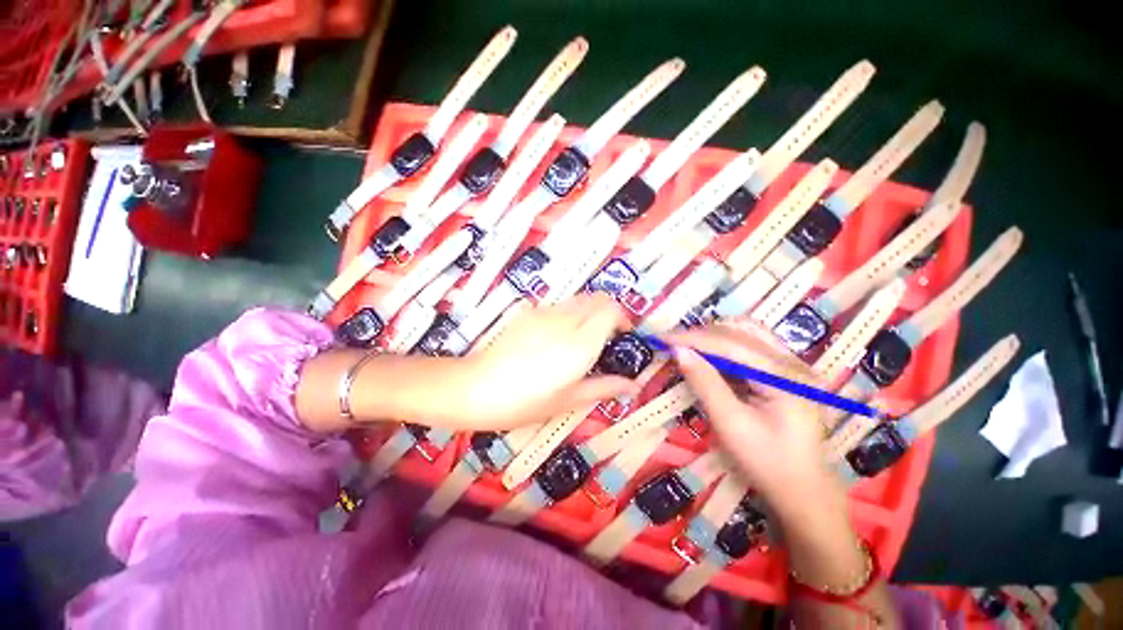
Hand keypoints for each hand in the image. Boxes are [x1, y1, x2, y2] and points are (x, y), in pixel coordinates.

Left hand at [457, 293, 640, 428]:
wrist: (475, 388)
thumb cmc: (524, 402)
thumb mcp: (568, 400)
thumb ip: (603, 387)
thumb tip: (633, 386)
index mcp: (580, 345)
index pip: (612, 310)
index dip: (623, 318)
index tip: (623, 335)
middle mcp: (565, 321)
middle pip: (598, 298)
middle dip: (609, 311)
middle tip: (606, 334)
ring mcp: (545, 313)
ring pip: (579, 298)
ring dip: (589, 310)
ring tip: (582, 334)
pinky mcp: (529, 312)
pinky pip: (559, 304)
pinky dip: (569, 312)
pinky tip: (557, 334)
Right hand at [664, 320, 842, 518]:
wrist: (802, 491)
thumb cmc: (767, 462)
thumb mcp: (730, 423)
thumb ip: (705, 383)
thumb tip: (679, 351)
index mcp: (784, 376)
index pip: (730, 344)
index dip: (693, 338)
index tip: (663, 338)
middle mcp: (792, 362)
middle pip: (740, 331)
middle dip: (703, 334)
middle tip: (674, 345)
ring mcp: (792, 365)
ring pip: (747, 334)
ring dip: (714, 337)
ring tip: (689, 348)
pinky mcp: (785, 372)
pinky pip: (751, 347)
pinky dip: (725, 347)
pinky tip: (710, 359)